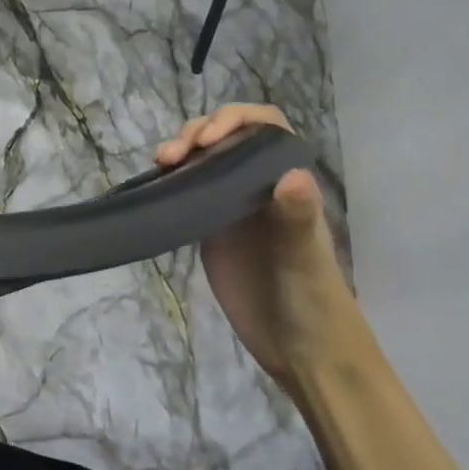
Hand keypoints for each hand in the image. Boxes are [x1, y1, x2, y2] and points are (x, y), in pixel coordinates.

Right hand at [155, 104, 355, 392]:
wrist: (299, 348)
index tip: (207, 140)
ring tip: (160, 163)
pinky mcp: (211, 229)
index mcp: (286, 182)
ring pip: (205, 160)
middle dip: (198, 133)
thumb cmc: (311, 301)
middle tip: (172, 156)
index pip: (265, 128)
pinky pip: (190, 190)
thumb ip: (296, 217)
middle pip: (228, 137)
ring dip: (181, 151)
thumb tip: (292, 174)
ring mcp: (233, 207)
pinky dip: (172, 180)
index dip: (235, 121)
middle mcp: (259, 186)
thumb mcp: (304, 259)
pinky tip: (156, 184)